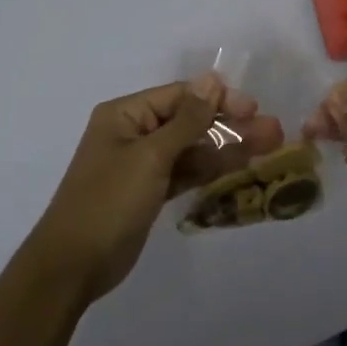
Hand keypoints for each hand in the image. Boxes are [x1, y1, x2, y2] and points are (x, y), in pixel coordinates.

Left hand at [26, 74, 284, 299]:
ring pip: (191, 149)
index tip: (253, 109)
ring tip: (268, 147)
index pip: (179, 96)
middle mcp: (133, 133)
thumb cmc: (108, 202)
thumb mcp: (150, 156)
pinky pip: (184, 172)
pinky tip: (241, 167)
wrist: (74, 265)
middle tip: (272, 132)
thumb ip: (186, 120)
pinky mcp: (149, 192)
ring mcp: (141, 164)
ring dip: (226, 148)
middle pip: (189, 121)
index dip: (218, 100)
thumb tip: (211, 79)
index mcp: (124, 115)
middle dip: (229, 126)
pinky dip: (210, 170)